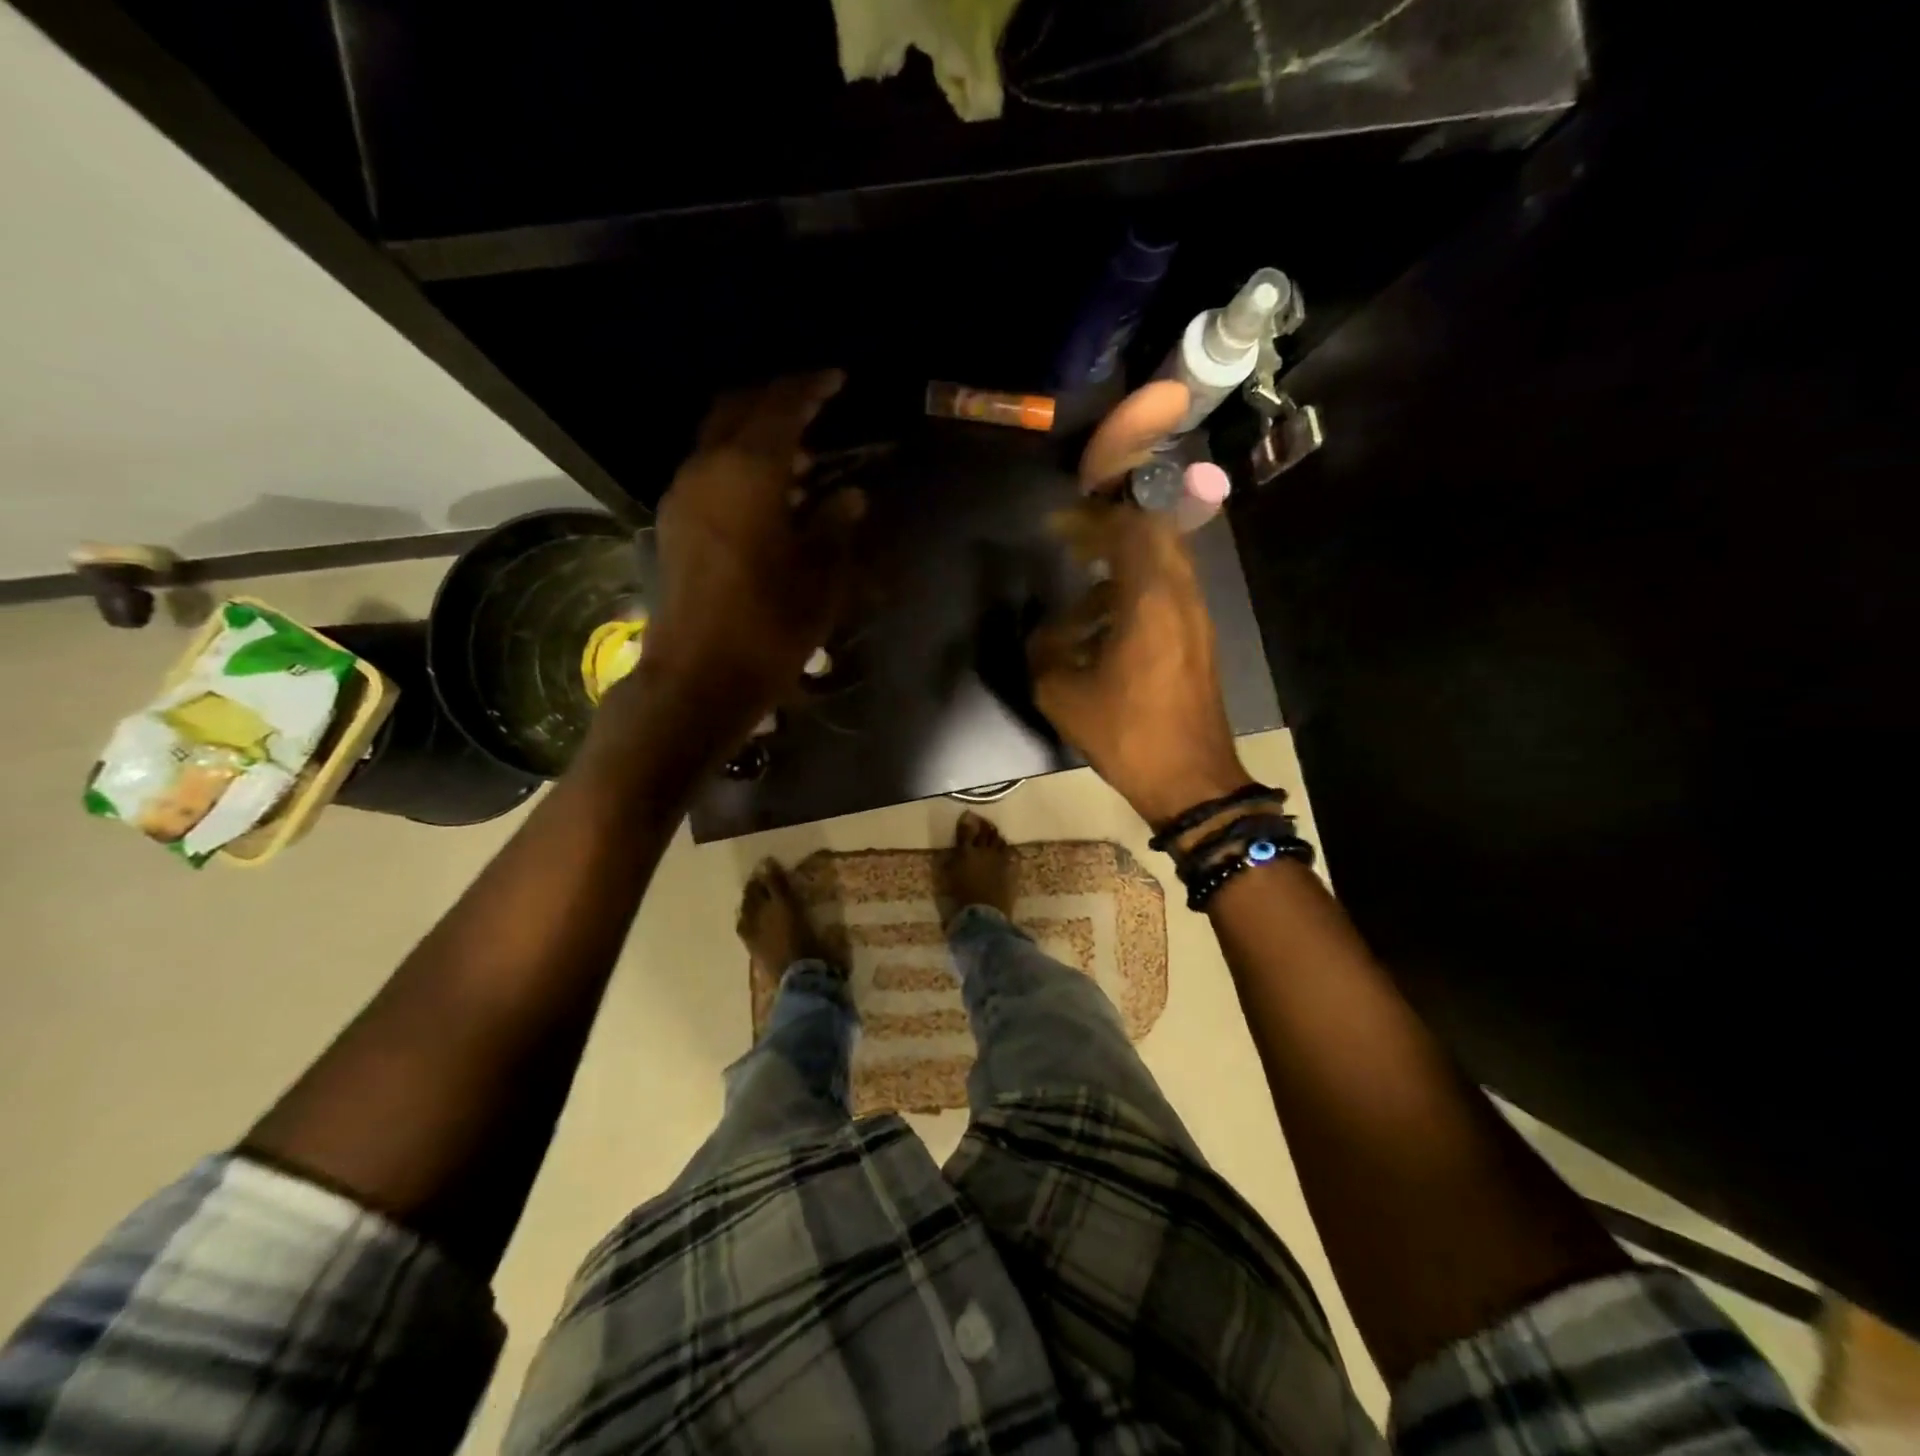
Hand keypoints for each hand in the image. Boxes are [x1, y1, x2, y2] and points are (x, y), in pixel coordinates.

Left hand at [633, 372, 863, 743]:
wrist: (699, 677)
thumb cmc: (769, 626)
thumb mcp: (820, 578)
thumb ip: (836, 527)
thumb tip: (849, 496)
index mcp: (748, 472)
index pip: (781, 407)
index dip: (811, 388)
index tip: (837, 379)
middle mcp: (707, 469)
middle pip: (738, 408)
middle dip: (776, 398)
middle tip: (815, 404)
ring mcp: (683, 495)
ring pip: (717, 439)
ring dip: (755, 434)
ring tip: (800, 455)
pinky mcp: (674, 523)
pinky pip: (707, 469)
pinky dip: (737, 462)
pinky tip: (767, 492)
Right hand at [1029, 505, 1252, 825]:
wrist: (1190, 779)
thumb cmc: (1126, 734)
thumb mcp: (1062, 695)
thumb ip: (1043, 652)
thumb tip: (1042, 632)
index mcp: (1151, 599)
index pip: (1130, 528)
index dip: (1092, 519)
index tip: (1058, 527)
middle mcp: (1182, 596)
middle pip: (1155, 535)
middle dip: (1112, 532)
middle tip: (1075, 545)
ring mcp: (1197, 618)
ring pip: (1165, 565)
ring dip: (1125, 565)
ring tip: (1084, 588)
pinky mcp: (1199, 640)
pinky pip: (1169, 594)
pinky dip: (1138, 592)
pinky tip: (1106, 626)